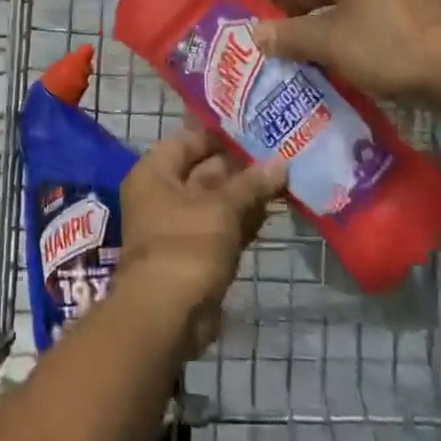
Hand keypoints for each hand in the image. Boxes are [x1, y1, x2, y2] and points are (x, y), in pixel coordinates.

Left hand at [119, 130, 285, 356]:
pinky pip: (222, 225)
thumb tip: (282, 160)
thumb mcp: (222, 206)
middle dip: (241, 165)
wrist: (168, 313)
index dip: (221, 134)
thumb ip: (252, 183)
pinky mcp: (197, 252)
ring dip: (247, 192)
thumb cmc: (188, 244)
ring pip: (217, 200)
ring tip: (285, 176)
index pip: (189, 140)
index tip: (256, 127)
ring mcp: (179, 225)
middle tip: (280, 150)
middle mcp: (162, 193)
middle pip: (204, 169)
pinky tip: (274, 209)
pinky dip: (244, 218)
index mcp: (155, 172)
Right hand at [250, 0, 440, 112]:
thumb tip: (254, 35)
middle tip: (257, 30)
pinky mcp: (405, 15)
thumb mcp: (331, 41)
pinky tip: (320, 57)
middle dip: (287, 7)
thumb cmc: (390, 44)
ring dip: (310, 24)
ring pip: (337, 3)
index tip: (238, 1)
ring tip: (283, 46)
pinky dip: (334, 33)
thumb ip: (290, 36)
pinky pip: (356, 18)